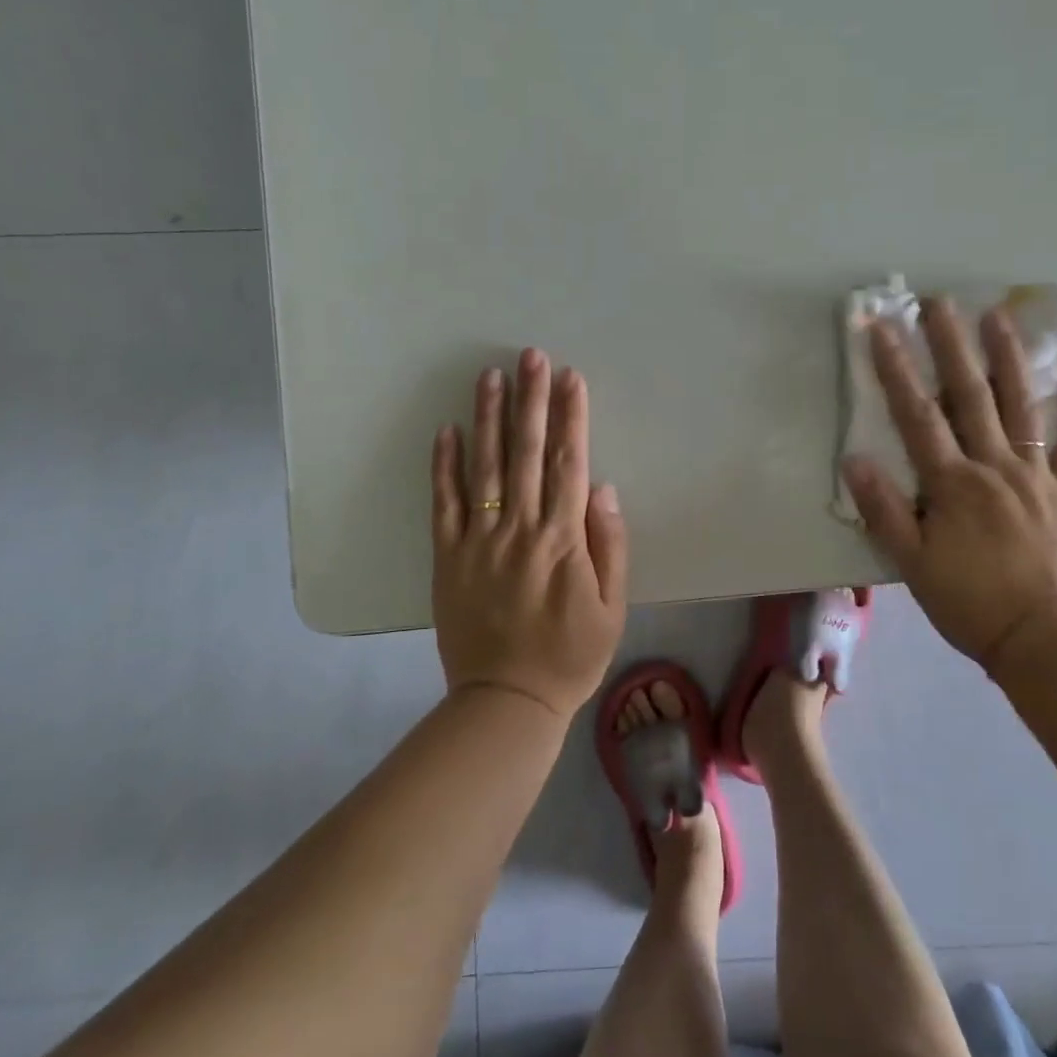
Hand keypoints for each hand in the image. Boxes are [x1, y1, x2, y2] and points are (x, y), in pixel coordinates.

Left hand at [431, 348, 628, 719]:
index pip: (569, 463)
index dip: (571, 417)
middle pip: (528, 453)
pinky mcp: (449, 557)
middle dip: (531, 400)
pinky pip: (444, 504)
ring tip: (490, 376)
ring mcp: (480, 541)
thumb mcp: (613, 607)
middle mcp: (521, 529)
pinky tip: (447, 431)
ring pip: (484, 467)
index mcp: (564, 539)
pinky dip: (444, 466)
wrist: (507, 701)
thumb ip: (610, 545)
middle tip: (530, 355)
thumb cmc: (571, 654)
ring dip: (488, 418)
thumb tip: (601, 488)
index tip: (570, 377)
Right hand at [840, 298, 1056, 680]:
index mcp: (952, 483)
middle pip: (969, 396)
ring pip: (1021, 405)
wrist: (1042, 640)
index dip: (896, 368)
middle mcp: (994, 467)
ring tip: (998, 314)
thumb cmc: (968, 602)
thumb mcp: (911, 563)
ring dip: (1008, 357)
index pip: (917, 415)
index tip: (880, 328)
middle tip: (939, 301)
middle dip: (950, 345)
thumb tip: (854, 459)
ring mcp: (1037, 475)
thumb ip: (884, 509)